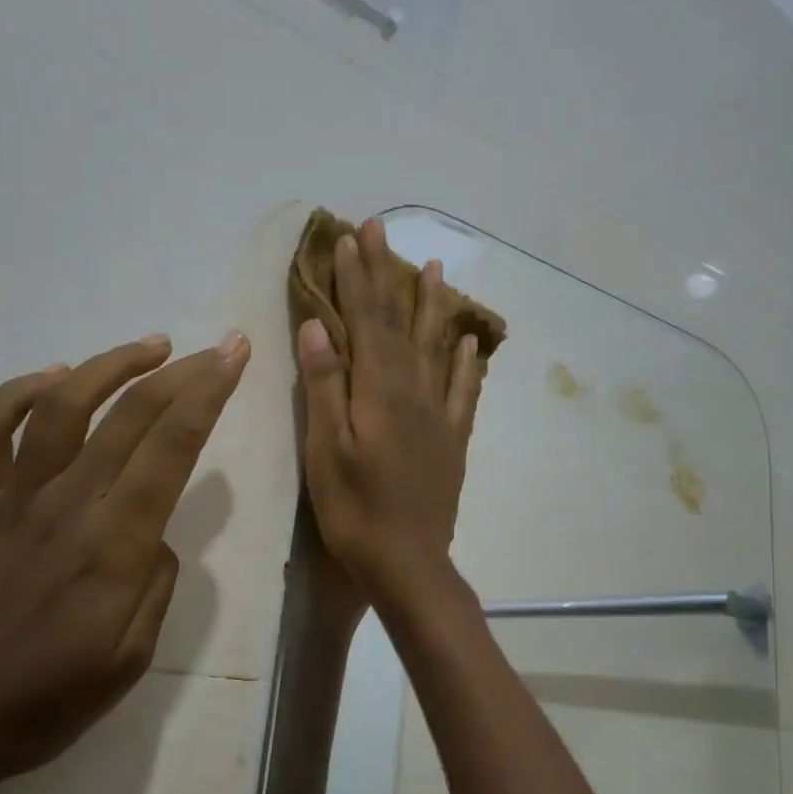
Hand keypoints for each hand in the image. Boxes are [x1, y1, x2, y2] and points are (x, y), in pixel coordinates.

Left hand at [0, 331, 249, 793]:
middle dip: (184, 372)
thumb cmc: (40, 705)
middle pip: (131, 416)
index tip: (235, 357)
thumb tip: (157, 535)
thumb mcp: (130, 663)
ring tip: (152, 346)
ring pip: (64, 407)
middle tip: (219, 346)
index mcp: (115, 547)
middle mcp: (68, 507)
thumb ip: (157, 586)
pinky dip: (19, 393)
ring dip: (111, 366)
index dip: (209, 394)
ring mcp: (14, 501)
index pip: (172, 448)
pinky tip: (54, 378)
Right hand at [296, 220, 483, 608]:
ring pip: (437, 347)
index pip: (367, 321)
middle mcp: (416, 392)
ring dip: (433, 305)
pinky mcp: (453, 440)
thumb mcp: (326, 451)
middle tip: (382, 229)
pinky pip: (465, 391)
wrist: (409, 564)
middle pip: (400, 323)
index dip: (356, 278)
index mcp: (381, 392)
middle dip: (388, 274)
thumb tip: (319, 326)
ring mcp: (440, 415)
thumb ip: (325, 386)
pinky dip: (469, 363)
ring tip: (435, 268)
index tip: (348, 237)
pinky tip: (473, 343)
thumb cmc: (355, 511)